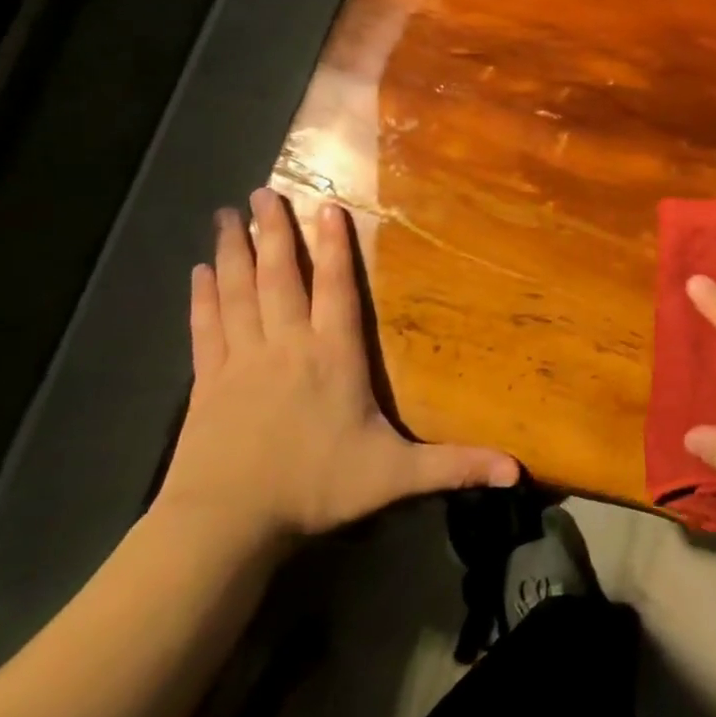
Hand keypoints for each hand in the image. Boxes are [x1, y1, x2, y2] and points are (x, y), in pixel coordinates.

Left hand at [154, 188, 518, 551]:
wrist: (224, 525)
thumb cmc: (315, 489)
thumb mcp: (394, 476)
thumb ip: (455, 465)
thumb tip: (517, 471)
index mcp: (333, 356)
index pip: (337, 289)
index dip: (335, 246)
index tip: (325, 205)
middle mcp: (288, 345)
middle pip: (281, 277)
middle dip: (274, 232)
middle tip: (261, 191)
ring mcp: (241, 360)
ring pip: (239, 292)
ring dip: (234, 251)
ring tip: (226, 214)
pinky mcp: (206, 381)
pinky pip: (205, 327)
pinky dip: (203, 297)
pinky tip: (199, 271)